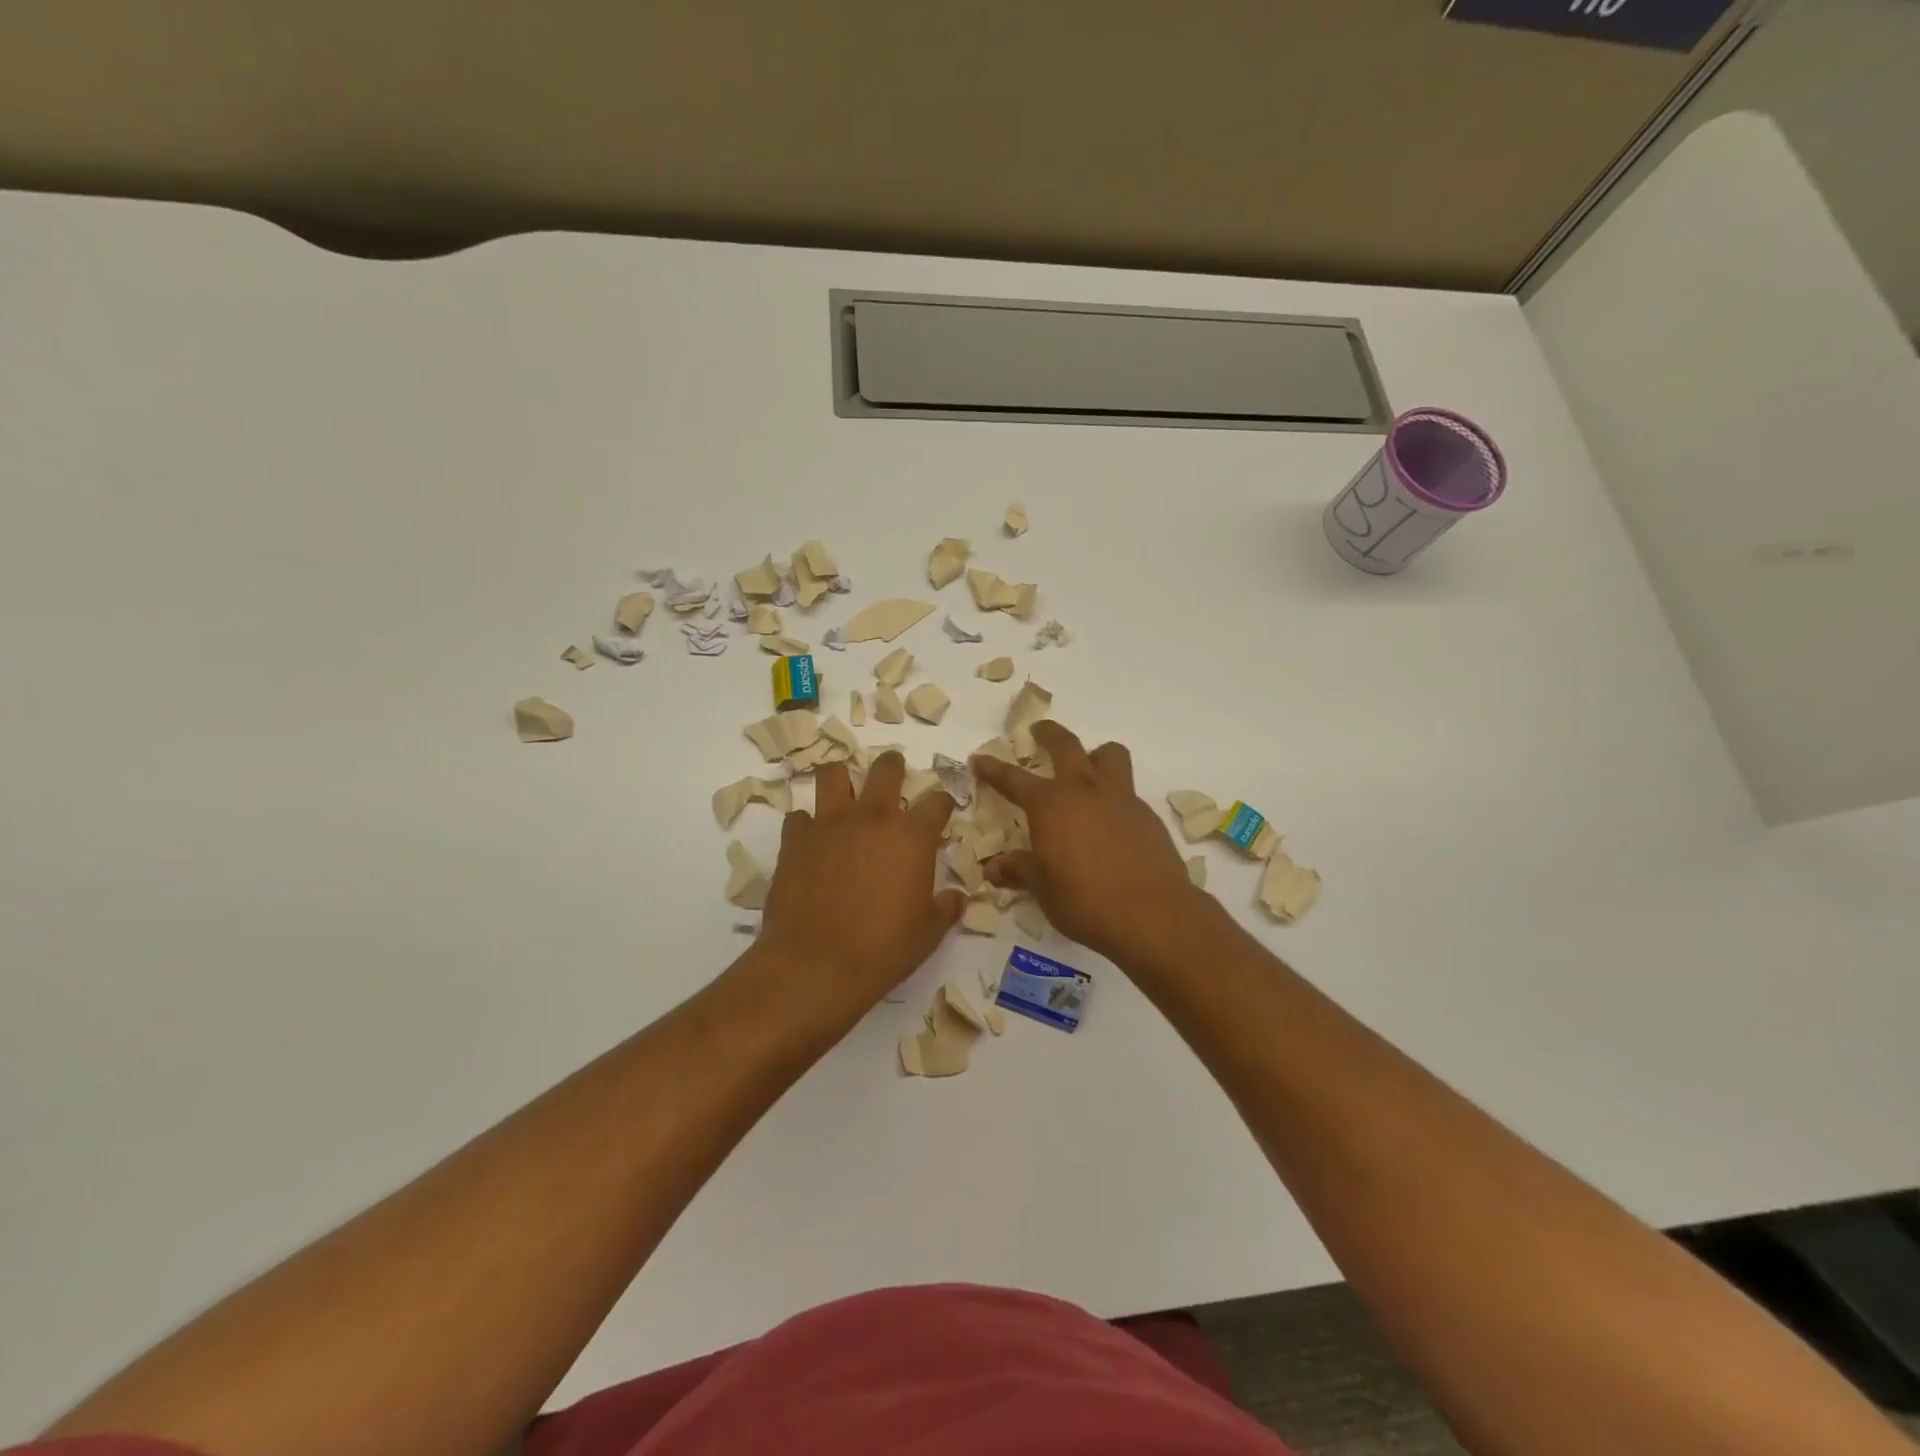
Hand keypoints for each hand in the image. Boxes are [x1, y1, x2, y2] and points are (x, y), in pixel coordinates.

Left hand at [755, 752, 966, 1023]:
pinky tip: (811, 841)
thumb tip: (958, 897)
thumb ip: (947, 907)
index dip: (943, 802)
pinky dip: (807, 825)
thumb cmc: (883, 949)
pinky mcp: (794, 840)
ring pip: (832, 774)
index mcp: (912, 836)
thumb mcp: (929, 932)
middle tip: (894, 775)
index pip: (937, 801)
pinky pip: (799, 817)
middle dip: (893, 766)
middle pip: (886, 769)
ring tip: (844, 792)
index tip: (942, 810)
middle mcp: (872, 818)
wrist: (816, 964)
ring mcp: (829, 824)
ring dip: (841, 779)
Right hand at [971, 722, 1208, 966]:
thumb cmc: (1085, 900)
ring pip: (1109, 755)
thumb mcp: (1043, 888)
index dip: (993, 769)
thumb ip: (1019, 870)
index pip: (1013, 779)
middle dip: (1049, 734)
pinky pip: (1128, 790)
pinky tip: (1111, 822)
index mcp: (1050, 804)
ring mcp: (1120, 798)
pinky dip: (1115, 795)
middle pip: (1066, 745)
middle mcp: (1084, 790)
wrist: (1152, 914)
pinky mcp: (1147, 815)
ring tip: (1088, 768)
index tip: (979, 760)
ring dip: (1095, 755)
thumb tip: (994, 867)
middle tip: (1039, 732)